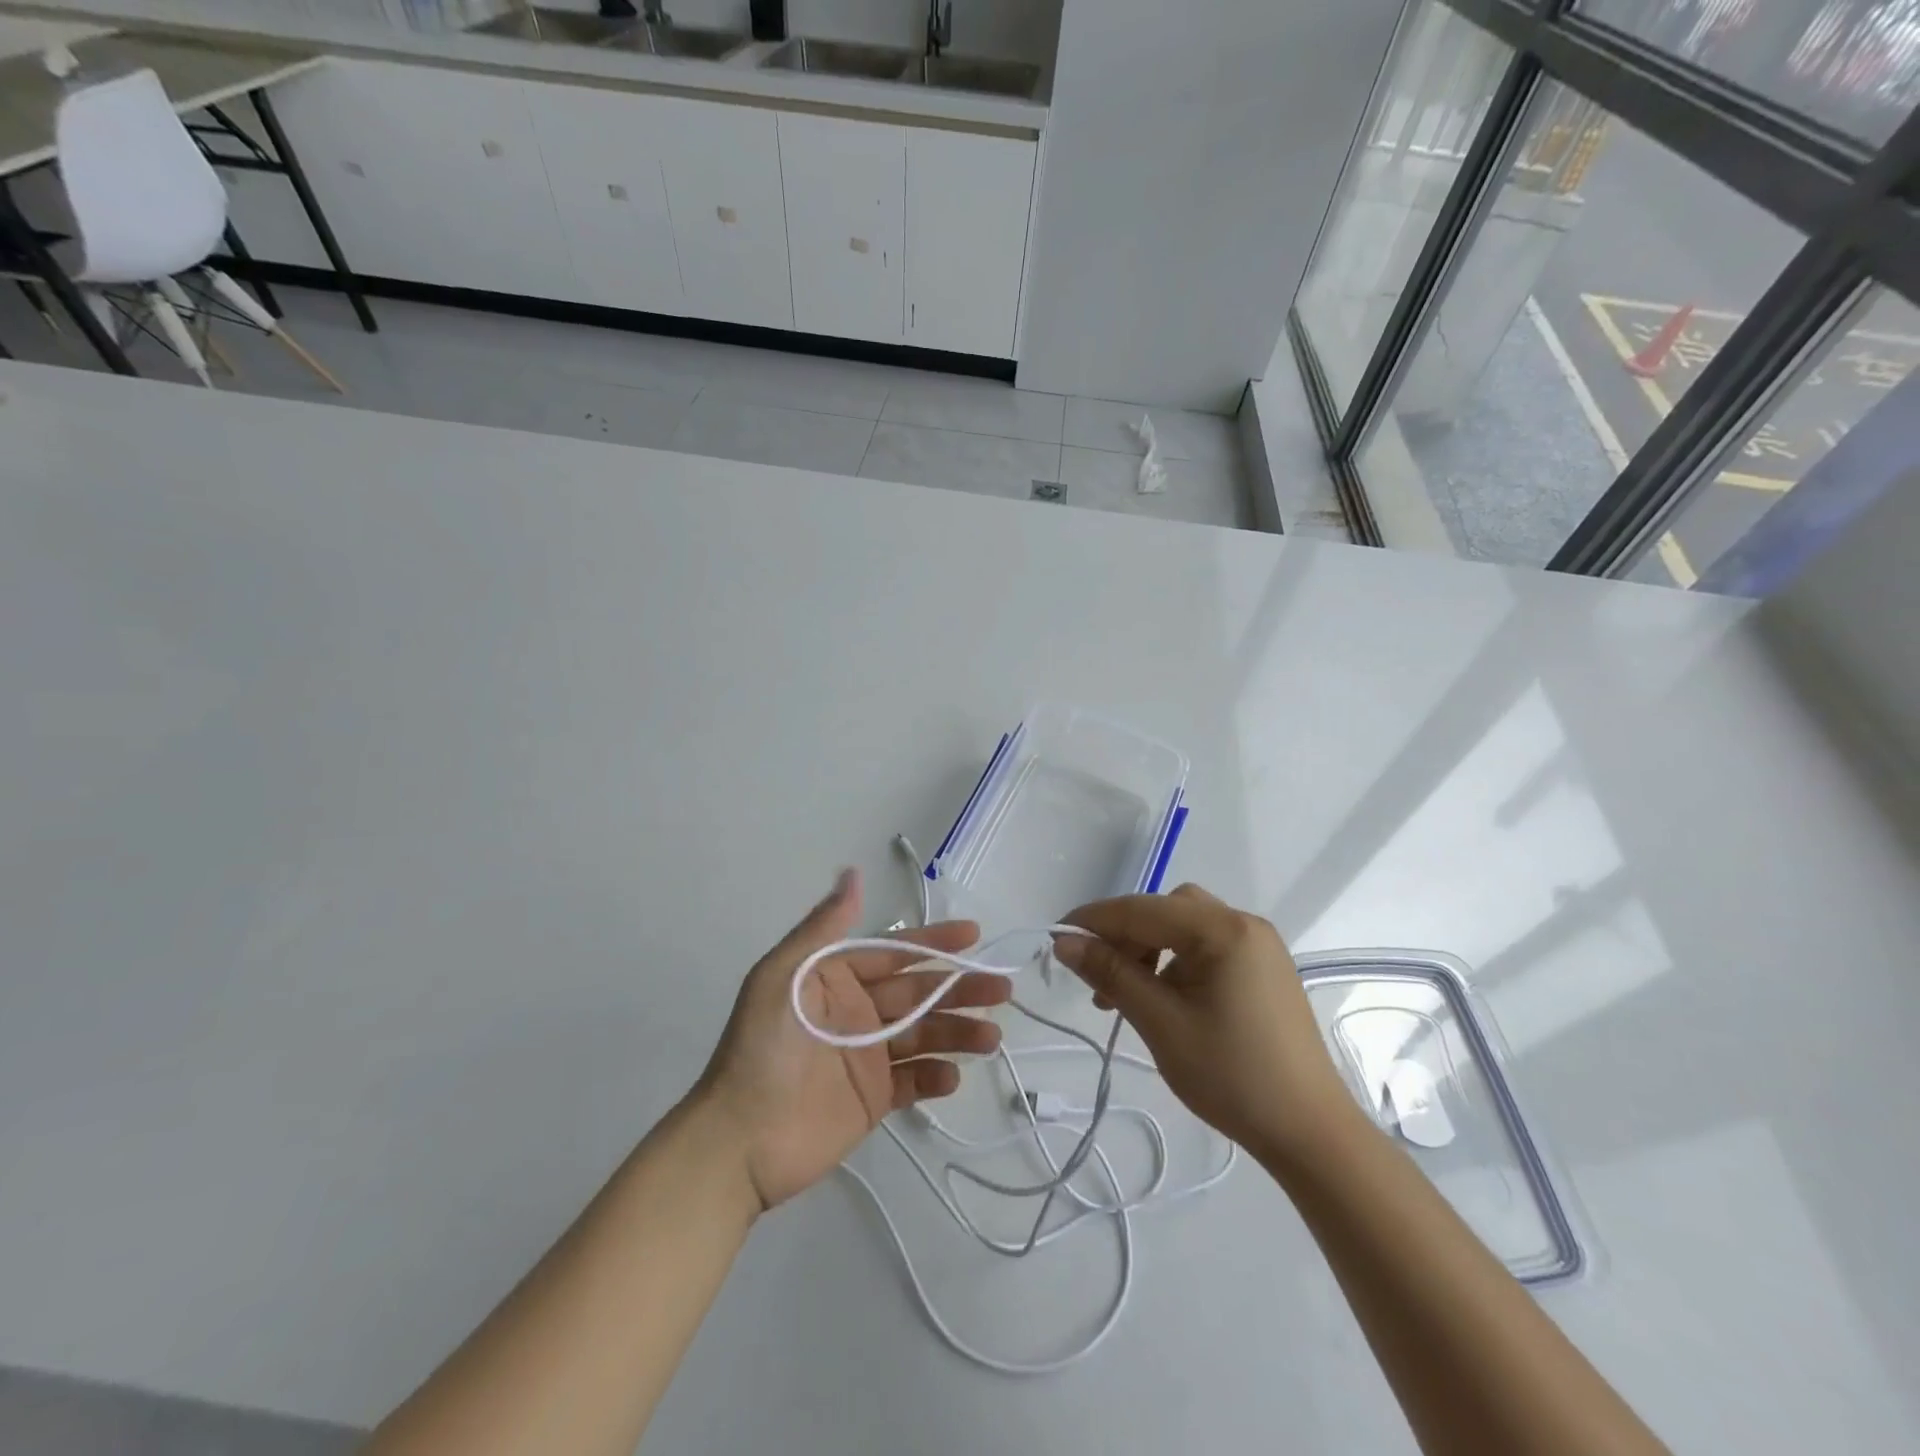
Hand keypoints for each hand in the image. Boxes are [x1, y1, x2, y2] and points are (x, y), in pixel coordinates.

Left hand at [693, 868, 1010, 1209]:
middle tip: (1001, 988)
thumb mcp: (783, 977)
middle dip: (960, 988)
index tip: (973, 935)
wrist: (738, 1141)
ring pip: (923, 1036)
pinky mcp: (872, 1099)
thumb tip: (852, 873)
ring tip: (990, 1036)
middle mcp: (856, 1011)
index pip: (894, 953)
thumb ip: (824, 928)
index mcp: (836, 978)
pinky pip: (913, 1082)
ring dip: (958, 1032)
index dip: (934, 942)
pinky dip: (936, 1077)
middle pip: (918, 994)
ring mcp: (866, 1056)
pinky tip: (954, 1076)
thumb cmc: (762, 1049)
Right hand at [1051, 884, 1360, 1161]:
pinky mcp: (1263, 969)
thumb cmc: (1231, 1076)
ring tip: (1126, 994)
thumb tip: (1064, 941)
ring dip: (1148, 949)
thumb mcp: (1160, 1022)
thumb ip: (1111, 973)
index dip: (1094, 920)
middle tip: (1096, 977)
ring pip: (1184, 927)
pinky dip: (1176, 961)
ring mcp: (1258, 946)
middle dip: (1124, 936)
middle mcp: (1243, 924)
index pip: (1142, 909)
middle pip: (1165, 910)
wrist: (1310, 1132)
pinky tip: (1164, 997)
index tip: (1054, 938)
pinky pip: (1206, 947)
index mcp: (1222, 929)